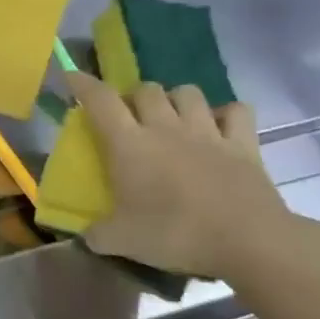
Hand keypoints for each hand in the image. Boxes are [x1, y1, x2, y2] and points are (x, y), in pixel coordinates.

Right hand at [67, 73, 300, 281]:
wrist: (248, 241)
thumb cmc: (176, 235)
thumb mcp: (122, 241)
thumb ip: (97, 234)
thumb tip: (85, 235)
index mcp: (129, 144)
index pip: (100, 100)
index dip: (83, 84)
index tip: (72, 77)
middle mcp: (165, 127)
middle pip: (146, 89)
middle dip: (135, 96)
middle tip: (131, 117)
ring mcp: (207, 132)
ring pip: (188, 92)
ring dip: (175, 99)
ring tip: (173, 117)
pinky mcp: (243, 144)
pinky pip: (236, 111)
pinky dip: (226, 113)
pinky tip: (220, 126)